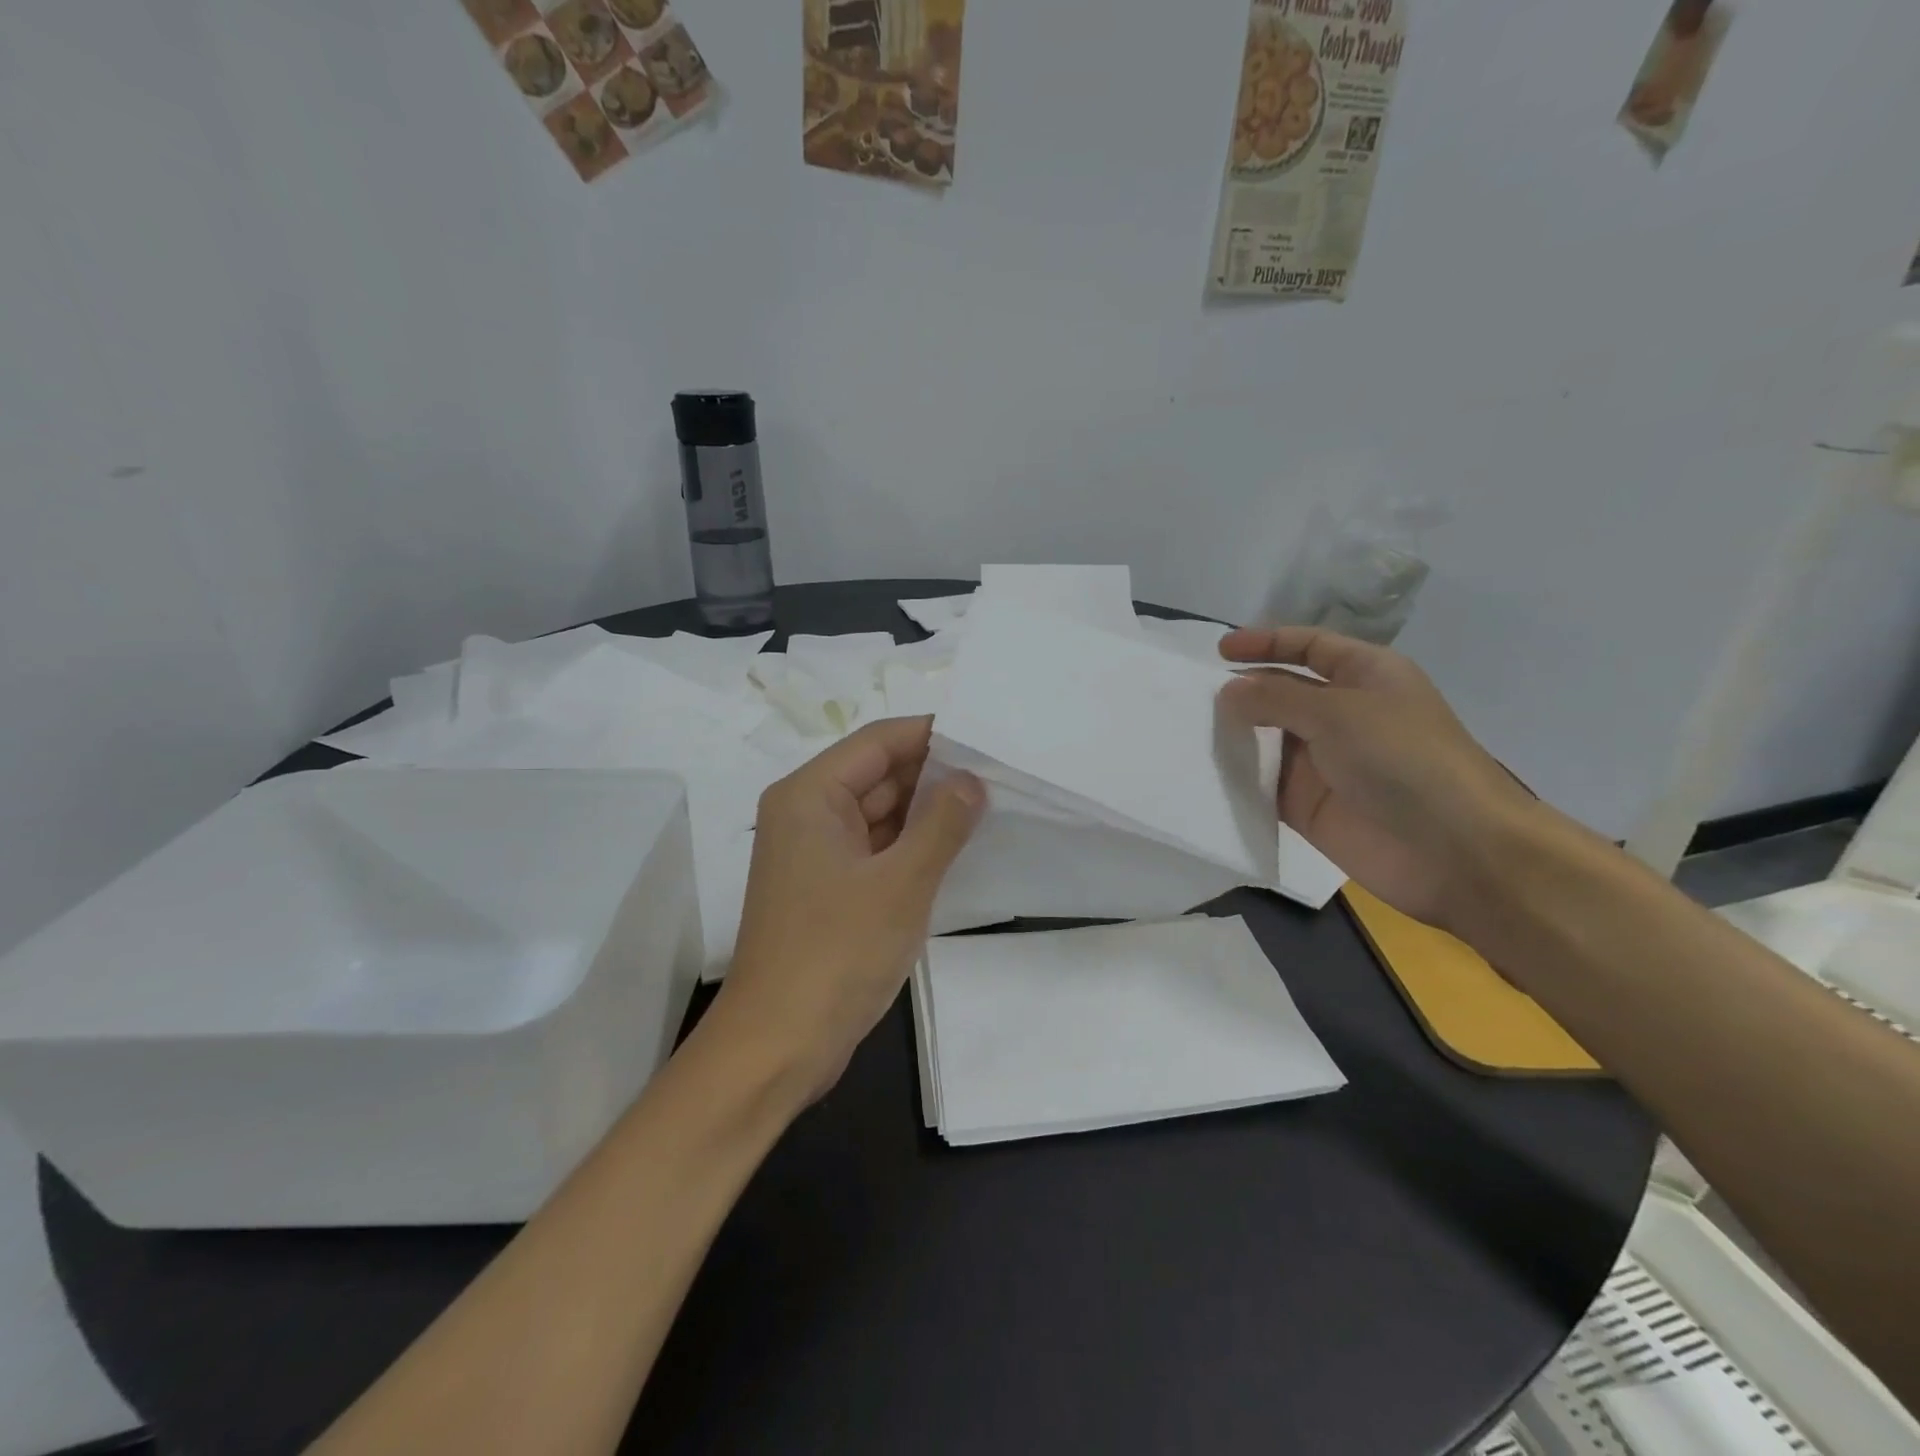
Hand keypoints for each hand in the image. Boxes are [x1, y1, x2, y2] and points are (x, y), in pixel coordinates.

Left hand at [714, 717, 983, 1102]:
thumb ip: (942, 824)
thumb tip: (972, 780)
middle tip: (1000, 774)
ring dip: (927, 812)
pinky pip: (876, 849)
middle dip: (935, 774)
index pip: (878, 741)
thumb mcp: (901, 883)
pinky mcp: (828, 889)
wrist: (778, 1046)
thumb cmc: (836, 954)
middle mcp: (807, 814)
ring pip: (880, 814)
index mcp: (810, 795)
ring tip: (991, 805)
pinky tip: (957, 847)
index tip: (986, 739)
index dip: (932, 734)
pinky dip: (912, 846)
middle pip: (878, 774)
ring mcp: (816, 854)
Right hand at [1218, 626, 1537, 931]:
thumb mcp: (1338, 713)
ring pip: (1266, 739)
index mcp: (1365, 676)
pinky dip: (1236, 779)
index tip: (1219, 652)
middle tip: (1190, 698)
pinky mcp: (1307, 805)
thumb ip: (1276, 697)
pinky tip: (1201, 773)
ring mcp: (1323, 762)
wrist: (1453, 851)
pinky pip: (1262, 784)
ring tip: (1185, 731)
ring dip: (1233, 735)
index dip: (1266, 643)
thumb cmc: (1404, 760)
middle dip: (1241, 691)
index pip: (1308, 646)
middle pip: (1281, 692)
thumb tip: (1227, 691)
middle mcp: (1343, 714)